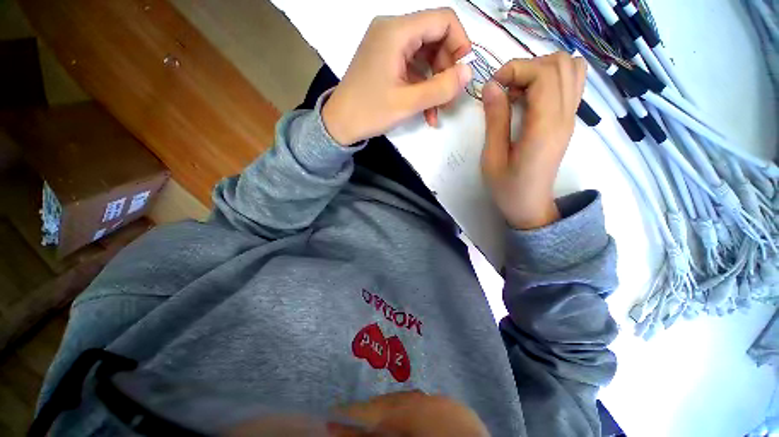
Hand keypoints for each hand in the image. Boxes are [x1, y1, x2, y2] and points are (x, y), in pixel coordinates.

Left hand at [322, 8, 472, 145]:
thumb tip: (469, 72)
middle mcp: (392, 30)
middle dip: (447, 68)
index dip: (460, 44)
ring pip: (425, 54)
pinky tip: (426, 110)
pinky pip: (412, 66)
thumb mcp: (407, 103)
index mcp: (396, 31)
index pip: (443, 20)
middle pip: (435, 36)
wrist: (339, 124)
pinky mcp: (385, 60)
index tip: (462, 74)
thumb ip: (441, 88)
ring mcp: (387, 45)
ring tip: (438, 110)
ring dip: (435, 82)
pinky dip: (422, 86)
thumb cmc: (369, 112)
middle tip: (449, 98)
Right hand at [481, 53, 585, 229]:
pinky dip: (551, 78)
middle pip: (561, 64)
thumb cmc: (507, 187)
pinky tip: (531, 96)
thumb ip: (495, 120)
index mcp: (545, 127)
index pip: (544, 73)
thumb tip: (492, 86)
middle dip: (527, 66)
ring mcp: (570, 117)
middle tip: (504, 88)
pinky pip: (571, 82)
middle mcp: (565, 116)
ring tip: (518, 90)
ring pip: (572, 68)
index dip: (516, 69)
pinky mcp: (568, 120)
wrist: (530, 206)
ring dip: (541, 69)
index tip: (492, 86)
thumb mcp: (492, 157)